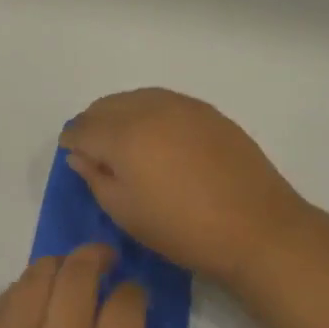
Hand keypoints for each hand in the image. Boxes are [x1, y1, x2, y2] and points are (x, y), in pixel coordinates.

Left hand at [0, 245, 161, 327]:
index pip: (125, 307)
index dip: (135, 292)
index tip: (136, 296)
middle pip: (80, 273)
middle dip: (98, 256)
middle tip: (107, 260)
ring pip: (39, 275)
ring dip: (60, 264)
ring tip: (70, 273)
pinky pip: (6, 299)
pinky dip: (25, 287)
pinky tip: (33, 300)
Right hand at [59, 88, 308, 284]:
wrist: (256, 227)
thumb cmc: (183, 229)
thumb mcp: (127, 213)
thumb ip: (96, 178)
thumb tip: (80, 155)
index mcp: (123, 134)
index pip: (83, 127)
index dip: (72, 140)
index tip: (72, 152)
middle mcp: (149, 108)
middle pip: (107, 105)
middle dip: (94, 123)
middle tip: (95, 150)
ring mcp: (181, 105)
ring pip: (136, 98)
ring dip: (121, 114)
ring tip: (126, 143)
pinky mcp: (206, 111)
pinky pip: (164, 101)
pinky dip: (150, 113)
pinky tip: (158, 137)